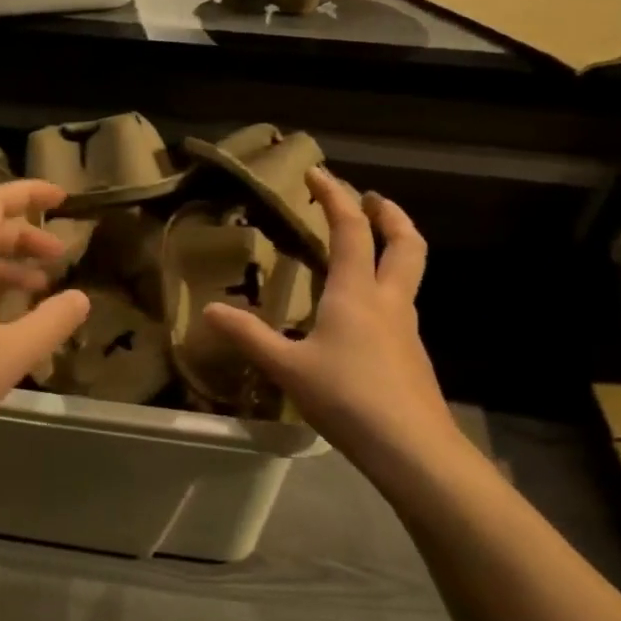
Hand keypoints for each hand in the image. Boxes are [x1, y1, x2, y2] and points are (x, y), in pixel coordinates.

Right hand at [203, 169, 463, 470]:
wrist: (412, 448)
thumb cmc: (348, 398)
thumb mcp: (288, 368)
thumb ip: (249, 336)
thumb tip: (208, 311)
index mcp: (357, 293)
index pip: (350, 230)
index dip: (334, 196)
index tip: (317, 173)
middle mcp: (389, 301)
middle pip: (405, 243)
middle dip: (389, 214)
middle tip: (371, 199)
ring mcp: (407, 329)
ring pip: (409, 274)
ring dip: (393, 248)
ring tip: (368, 248)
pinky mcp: (412, 355)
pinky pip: (402, 305)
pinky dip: (387, 287)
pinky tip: (365, 313)